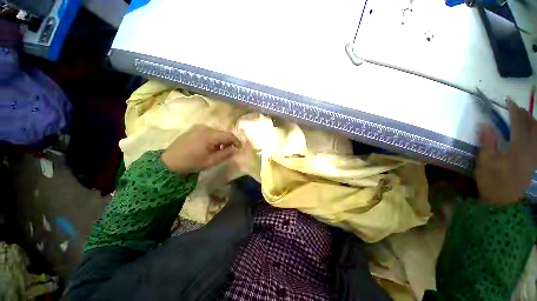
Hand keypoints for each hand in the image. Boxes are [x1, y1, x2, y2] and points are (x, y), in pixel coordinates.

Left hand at [161, 125, 240, 174]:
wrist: (169, 162)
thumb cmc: (192, 162)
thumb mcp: (211, 161)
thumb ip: (226, 154)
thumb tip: (235, 149)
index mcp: (209, 135)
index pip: (229, 135)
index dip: (236, 141)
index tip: (240, 148)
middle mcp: (205, 128)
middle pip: (223, 132)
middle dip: (228, 141)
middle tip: (230, 150)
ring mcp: (198, 127)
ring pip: (216, 132)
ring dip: (221, 140)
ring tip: (219, 150)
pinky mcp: (194, 129)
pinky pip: (209, 132)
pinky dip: (213, 138)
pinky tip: (210, 146)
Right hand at [476, 100, 536, 204]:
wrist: (503, 202)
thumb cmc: (492, 182)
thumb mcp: (485, 162)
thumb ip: (487, 142)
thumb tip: (485, 124)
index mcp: (519, 150)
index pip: (518, 125)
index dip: (514, 112)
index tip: (509, 102)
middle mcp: (531, 151)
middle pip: (532, 127)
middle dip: (525, 115)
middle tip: (516, 108)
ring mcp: (535, 157)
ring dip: (532, 123)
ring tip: (524, 117)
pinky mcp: (535, 163)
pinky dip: (536, 134)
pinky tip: (532, 132)